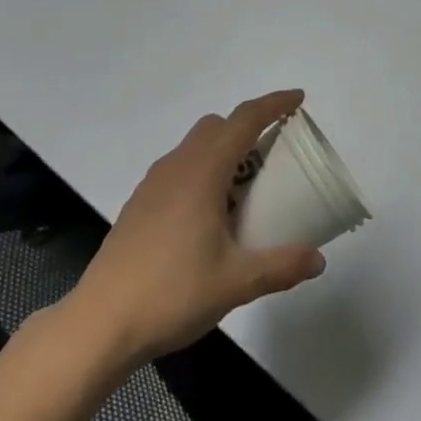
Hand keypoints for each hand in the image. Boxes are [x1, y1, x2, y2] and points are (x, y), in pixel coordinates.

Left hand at [65, 90, 326, 369]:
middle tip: (276, 154)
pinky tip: (211, 216)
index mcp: (202, 172)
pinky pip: (179, 169)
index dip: (274, 104)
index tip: (298, 98)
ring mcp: (153, 184)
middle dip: (248, 127)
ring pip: (195, 146)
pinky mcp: (140, 204)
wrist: (101, 322)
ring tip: (246, 188)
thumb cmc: (172, 293)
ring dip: (224, 151)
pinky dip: (203, 172)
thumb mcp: (236, 283)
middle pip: (217, 126)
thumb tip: (318, 260)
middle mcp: (176, 166)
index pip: (244, 120)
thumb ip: (281, 267)